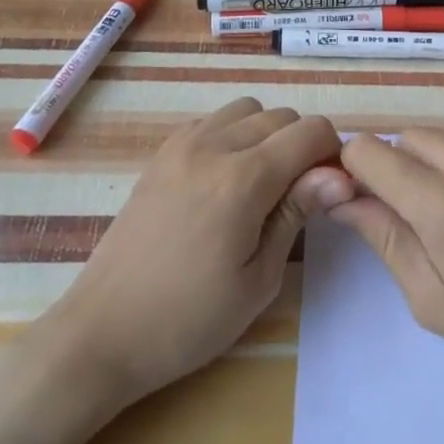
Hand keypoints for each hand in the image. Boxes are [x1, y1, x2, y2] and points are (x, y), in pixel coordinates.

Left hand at [39, 99, 353, 409]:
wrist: (103, 333)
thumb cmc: (190, 320)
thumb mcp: (259, 278)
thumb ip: (297, 213)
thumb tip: (340, 175)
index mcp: (243, 179)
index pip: (311, 131)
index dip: (331, 155)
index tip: (329, 191)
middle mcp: (212, 147)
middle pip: (281, 116)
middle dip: (302, 145)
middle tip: (299, 195)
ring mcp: (180, 146)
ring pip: (246, 110)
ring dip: (266, 135)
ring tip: (261, 185)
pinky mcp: (159, 156)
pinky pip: (211, 122)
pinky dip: (232, 136)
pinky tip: (226, 180)